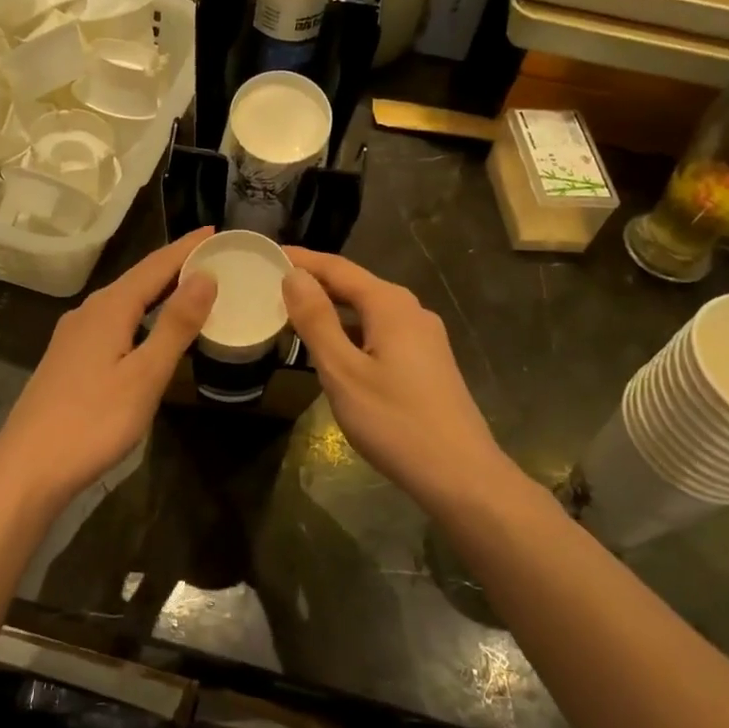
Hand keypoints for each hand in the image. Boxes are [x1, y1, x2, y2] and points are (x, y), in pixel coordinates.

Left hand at [0, 228, 217, 509]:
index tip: (216, 231)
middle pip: (138, 279)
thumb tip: (205, 276)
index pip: (156, 266)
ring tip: (189, 288)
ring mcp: (73, 337)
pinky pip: (113, 322)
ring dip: (157, 291)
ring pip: (123, 301)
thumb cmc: (93, 422)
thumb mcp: (145, 375)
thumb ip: (176, 325)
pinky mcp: (68, 359)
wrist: (28, 467)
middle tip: (213, 258)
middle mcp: (88, 313)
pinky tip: (148, 330)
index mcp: (109, 309)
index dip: (187, 248)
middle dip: (174, 266)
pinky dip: (140, 314)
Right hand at [283, 249, 513, 512]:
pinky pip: (382, 332)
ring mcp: (424, 338)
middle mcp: (411, 311)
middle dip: (316, 282)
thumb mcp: (343, 371)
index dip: (302, 261)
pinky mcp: (428, 362)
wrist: (460, 473)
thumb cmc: (394, 421)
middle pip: (356, 286)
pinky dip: (352, 331)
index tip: (268, 254)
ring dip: (333, 309)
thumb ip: (316, 321)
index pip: (338, 268)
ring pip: (370, 311)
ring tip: (295, 314)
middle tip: (273, 284)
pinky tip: (334, 349)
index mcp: (391, 305)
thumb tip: (293, 276)